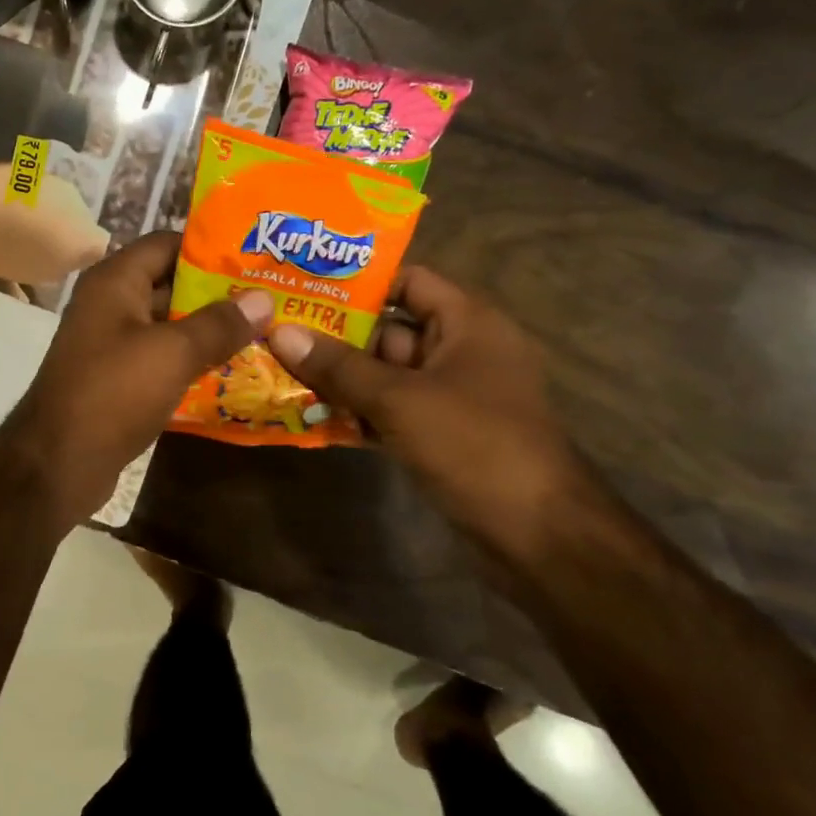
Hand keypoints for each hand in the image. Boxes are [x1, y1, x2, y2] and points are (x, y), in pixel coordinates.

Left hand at [1, 230, 273, 519]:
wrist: (58, 463)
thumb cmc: (114, 393)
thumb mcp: (172, 353)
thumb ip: (219, 323)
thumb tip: (263, 298)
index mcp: (114, 281)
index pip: (167, 243)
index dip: (211, 248)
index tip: (258, 258)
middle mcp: (110, 304)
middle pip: (170, 284)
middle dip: (218, 292)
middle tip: (271, 298)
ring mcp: (111, 342)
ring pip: (168, 325)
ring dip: (209, 330)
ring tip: (263, 331)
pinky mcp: (117, 378)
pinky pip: (160, 358)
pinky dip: (191, 361)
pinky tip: (232, 370)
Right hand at [264, 267, 588, 555]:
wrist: (539, 535)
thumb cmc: (475, 445)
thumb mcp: (400, 399)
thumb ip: (339, 366)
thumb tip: (281, 333)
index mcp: (468, 324)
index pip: (409, 281)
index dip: (359, 282)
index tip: (305, 288)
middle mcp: (460, 351)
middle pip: (388, 330)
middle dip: (334, 336)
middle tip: (277, 333)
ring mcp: (450, 396)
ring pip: (383, 374)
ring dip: (338, 378)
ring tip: (280, 371)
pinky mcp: (440, 434)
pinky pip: (389, 410)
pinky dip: (356, 411)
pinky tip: (309, 416)